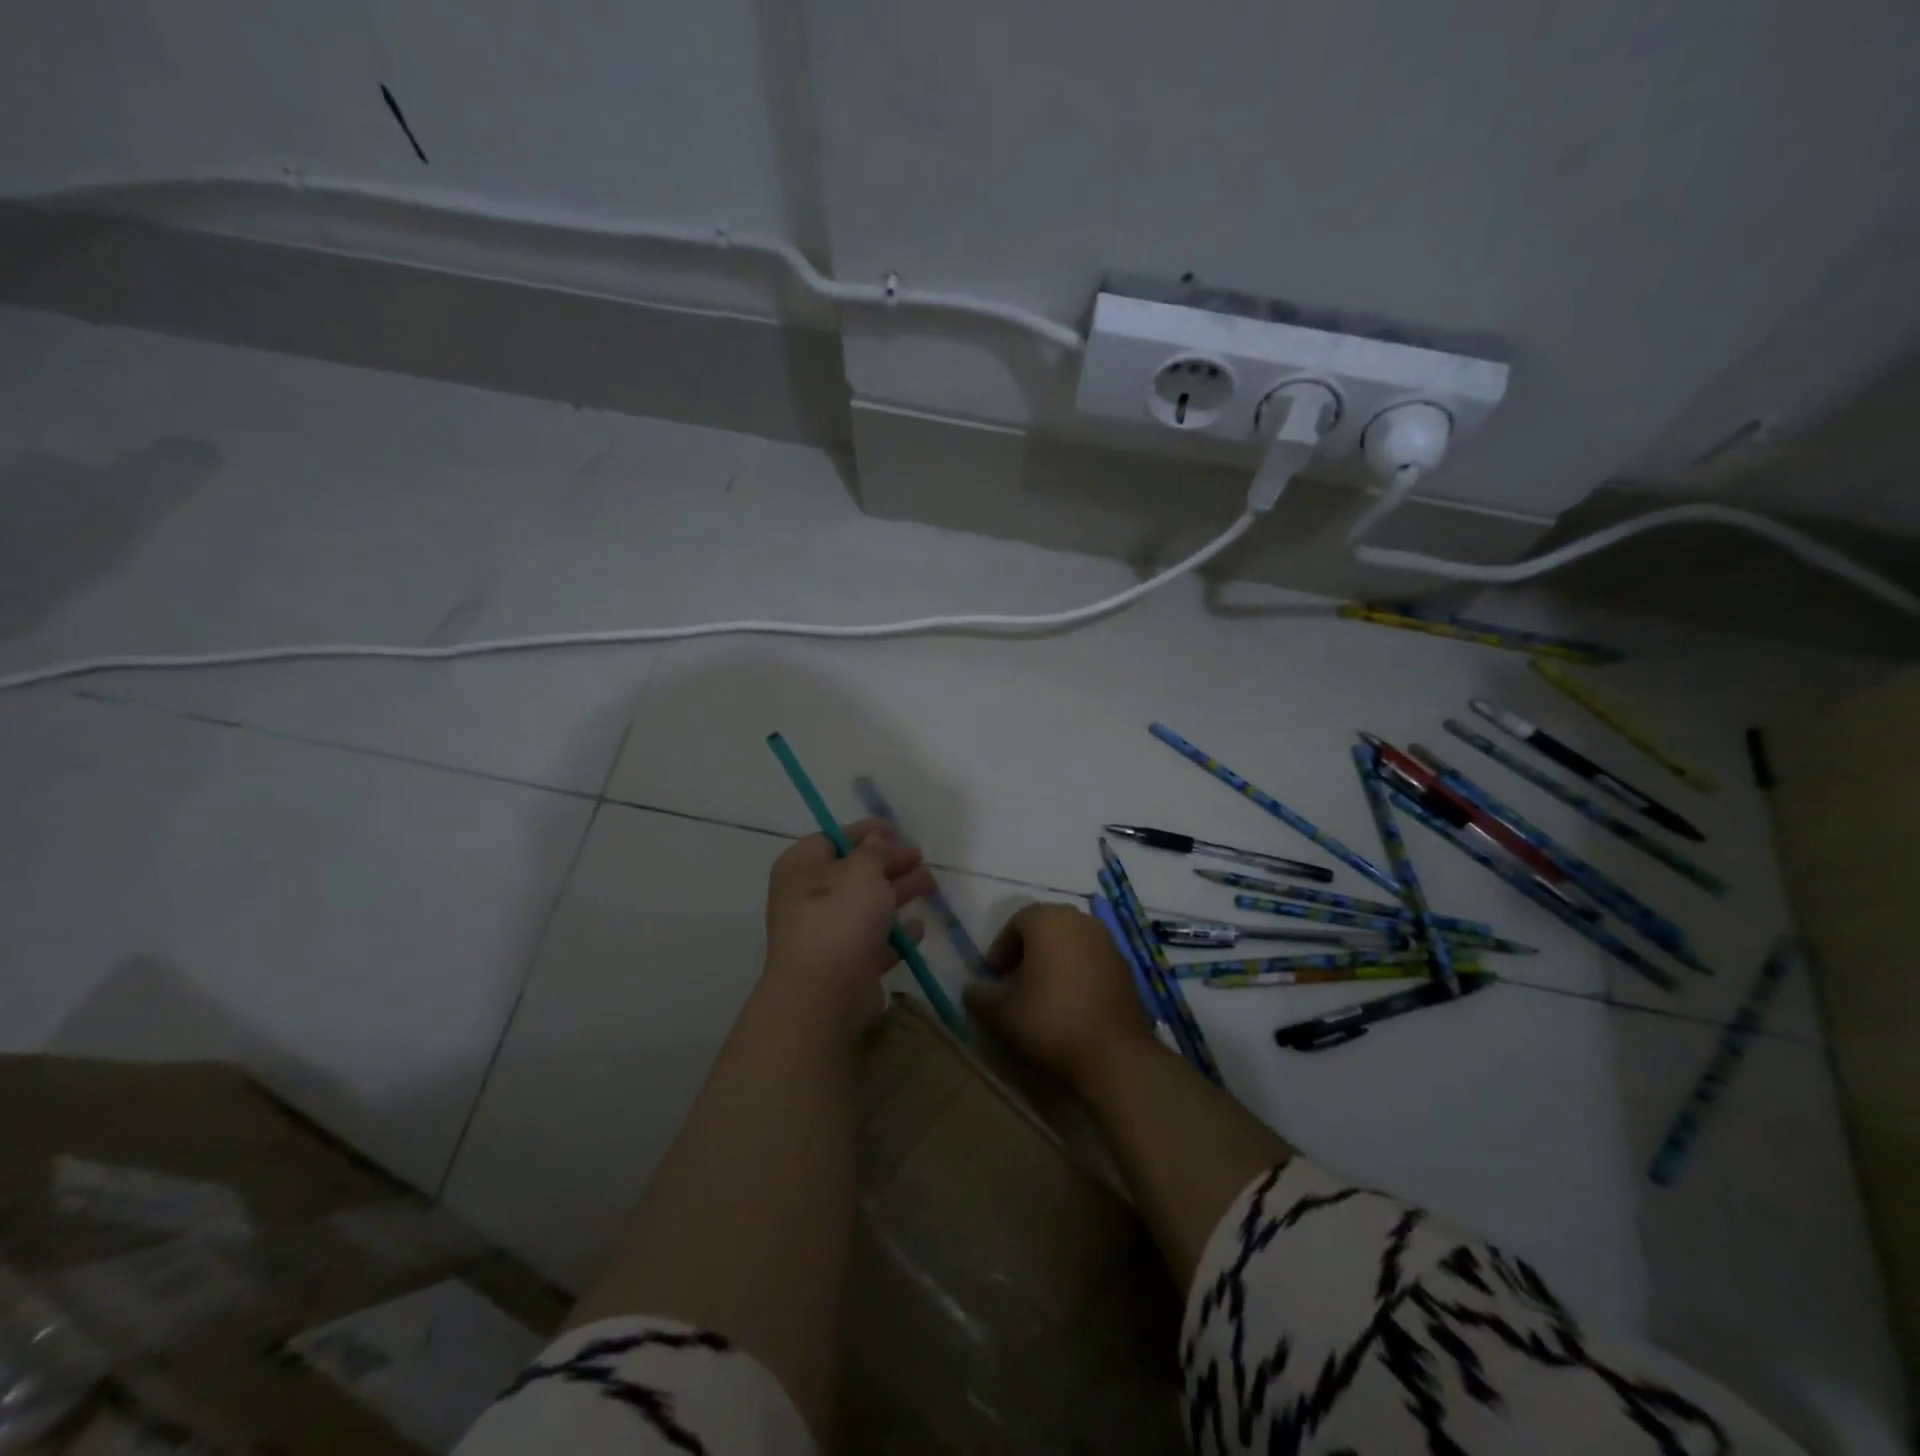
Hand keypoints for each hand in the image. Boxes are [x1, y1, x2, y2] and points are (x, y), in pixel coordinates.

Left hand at [763, 819, 933, 1038]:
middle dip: (889, 863)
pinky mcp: (847, 965)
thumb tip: (876, 841)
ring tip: (931, 885)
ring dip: (898, 894)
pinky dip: (896, 934)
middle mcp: (808, 898)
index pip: (833, 839)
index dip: (865, 832)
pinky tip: (919, 926)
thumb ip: (875, 851)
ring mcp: (827, 934)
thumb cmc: (839, 915)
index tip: (896, 829)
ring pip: (868, 907)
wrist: (825, 992)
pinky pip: (875, 942)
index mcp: (801, 867)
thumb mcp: (862, 868)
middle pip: (854, 873)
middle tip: (921, 857)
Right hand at [965, 903, 1155, 1090]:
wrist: (1113, 1053)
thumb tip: (973, 989)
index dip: (1001, 949)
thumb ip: (978, 994)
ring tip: (1042, 996)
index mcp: (1049, 919)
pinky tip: (1070, 1005)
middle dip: (1027, 953)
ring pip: (1070, 943)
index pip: (1016, 922)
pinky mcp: (1126, 967)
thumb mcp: (999, 1011)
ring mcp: (1108, 942)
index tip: (995, 979)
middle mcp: (1081, 920)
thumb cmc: (1049, 1019)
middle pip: (1045, 929)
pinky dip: (1077, 974)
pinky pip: (1091, 961)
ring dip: (1053, 962)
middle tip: (1015, 984)